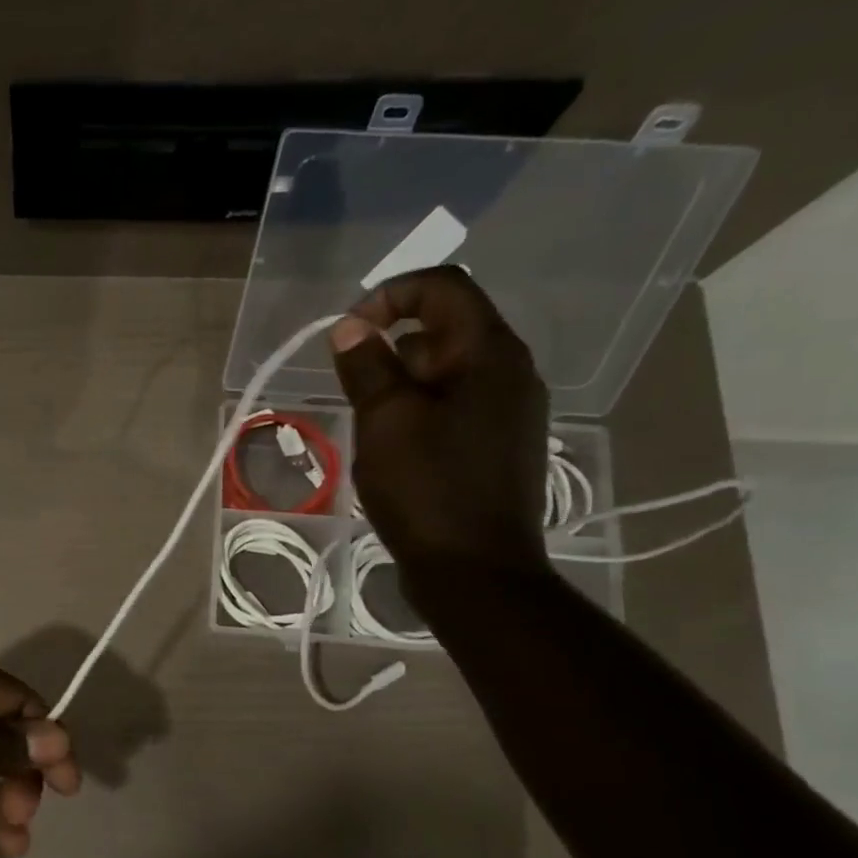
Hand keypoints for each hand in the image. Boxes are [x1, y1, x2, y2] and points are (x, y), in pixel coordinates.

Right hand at [329, 267, 552, 596]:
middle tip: (352, 388)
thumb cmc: (427, 490)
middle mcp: (510, 371)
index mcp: (490, 354)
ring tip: (367, 422)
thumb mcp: (385, 422)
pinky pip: (454, 404)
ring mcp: (509, 410)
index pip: (443, 287)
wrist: (475, 570)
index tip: (347, 334)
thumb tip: (351, 327)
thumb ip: (367, 366)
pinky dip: (418, 408)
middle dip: (390, 345)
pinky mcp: (498, 443)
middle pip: (446, 327)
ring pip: (447, 370)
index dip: (389, 295)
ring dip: (400, 381)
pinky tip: (392, 447)